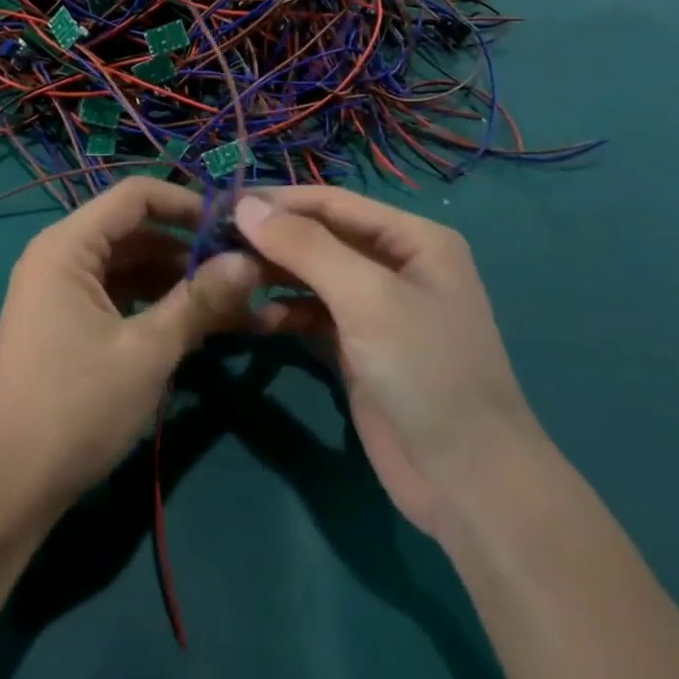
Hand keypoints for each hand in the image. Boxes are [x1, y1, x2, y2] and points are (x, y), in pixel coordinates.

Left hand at [0, 179, 263, 524]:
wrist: (10, 485)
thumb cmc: (77, 407)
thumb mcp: (148, 351)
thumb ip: (199, 300)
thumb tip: (251, 260)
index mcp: (67, 246)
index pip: (135, 196)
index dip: (188, 204)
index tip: (236, 228)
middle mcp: (60, 256)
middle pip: (134, 231)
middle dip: (189, 249)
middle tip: (246, 272)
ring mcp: (61, 291)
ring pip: (131, 266)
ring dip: (178, 281)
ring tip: (234, 304)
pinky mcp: (67, 322)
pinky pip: (119, 295)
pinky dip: (156, 304)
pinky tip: (197, 325)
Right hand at [232, 189, 539, 539]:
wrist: (467, 478)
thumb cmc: (424, 369)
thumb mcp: (365, 297)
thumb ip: (304, 246)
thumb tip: (244, 205)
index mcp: (412, 239)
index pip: (332, 202)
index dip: (277, 200)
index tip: (220, 203)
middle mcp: (395, 264)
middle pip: (320, 237)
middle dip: (270, 237)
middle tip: (212, 240)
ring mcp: (376, 308)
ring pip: (312, 275)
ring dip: (273, 273)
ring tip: (224, 274)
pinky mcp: (358, 346)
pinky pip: (312, 313)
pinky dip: (285, 310)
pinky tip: (256, 316)